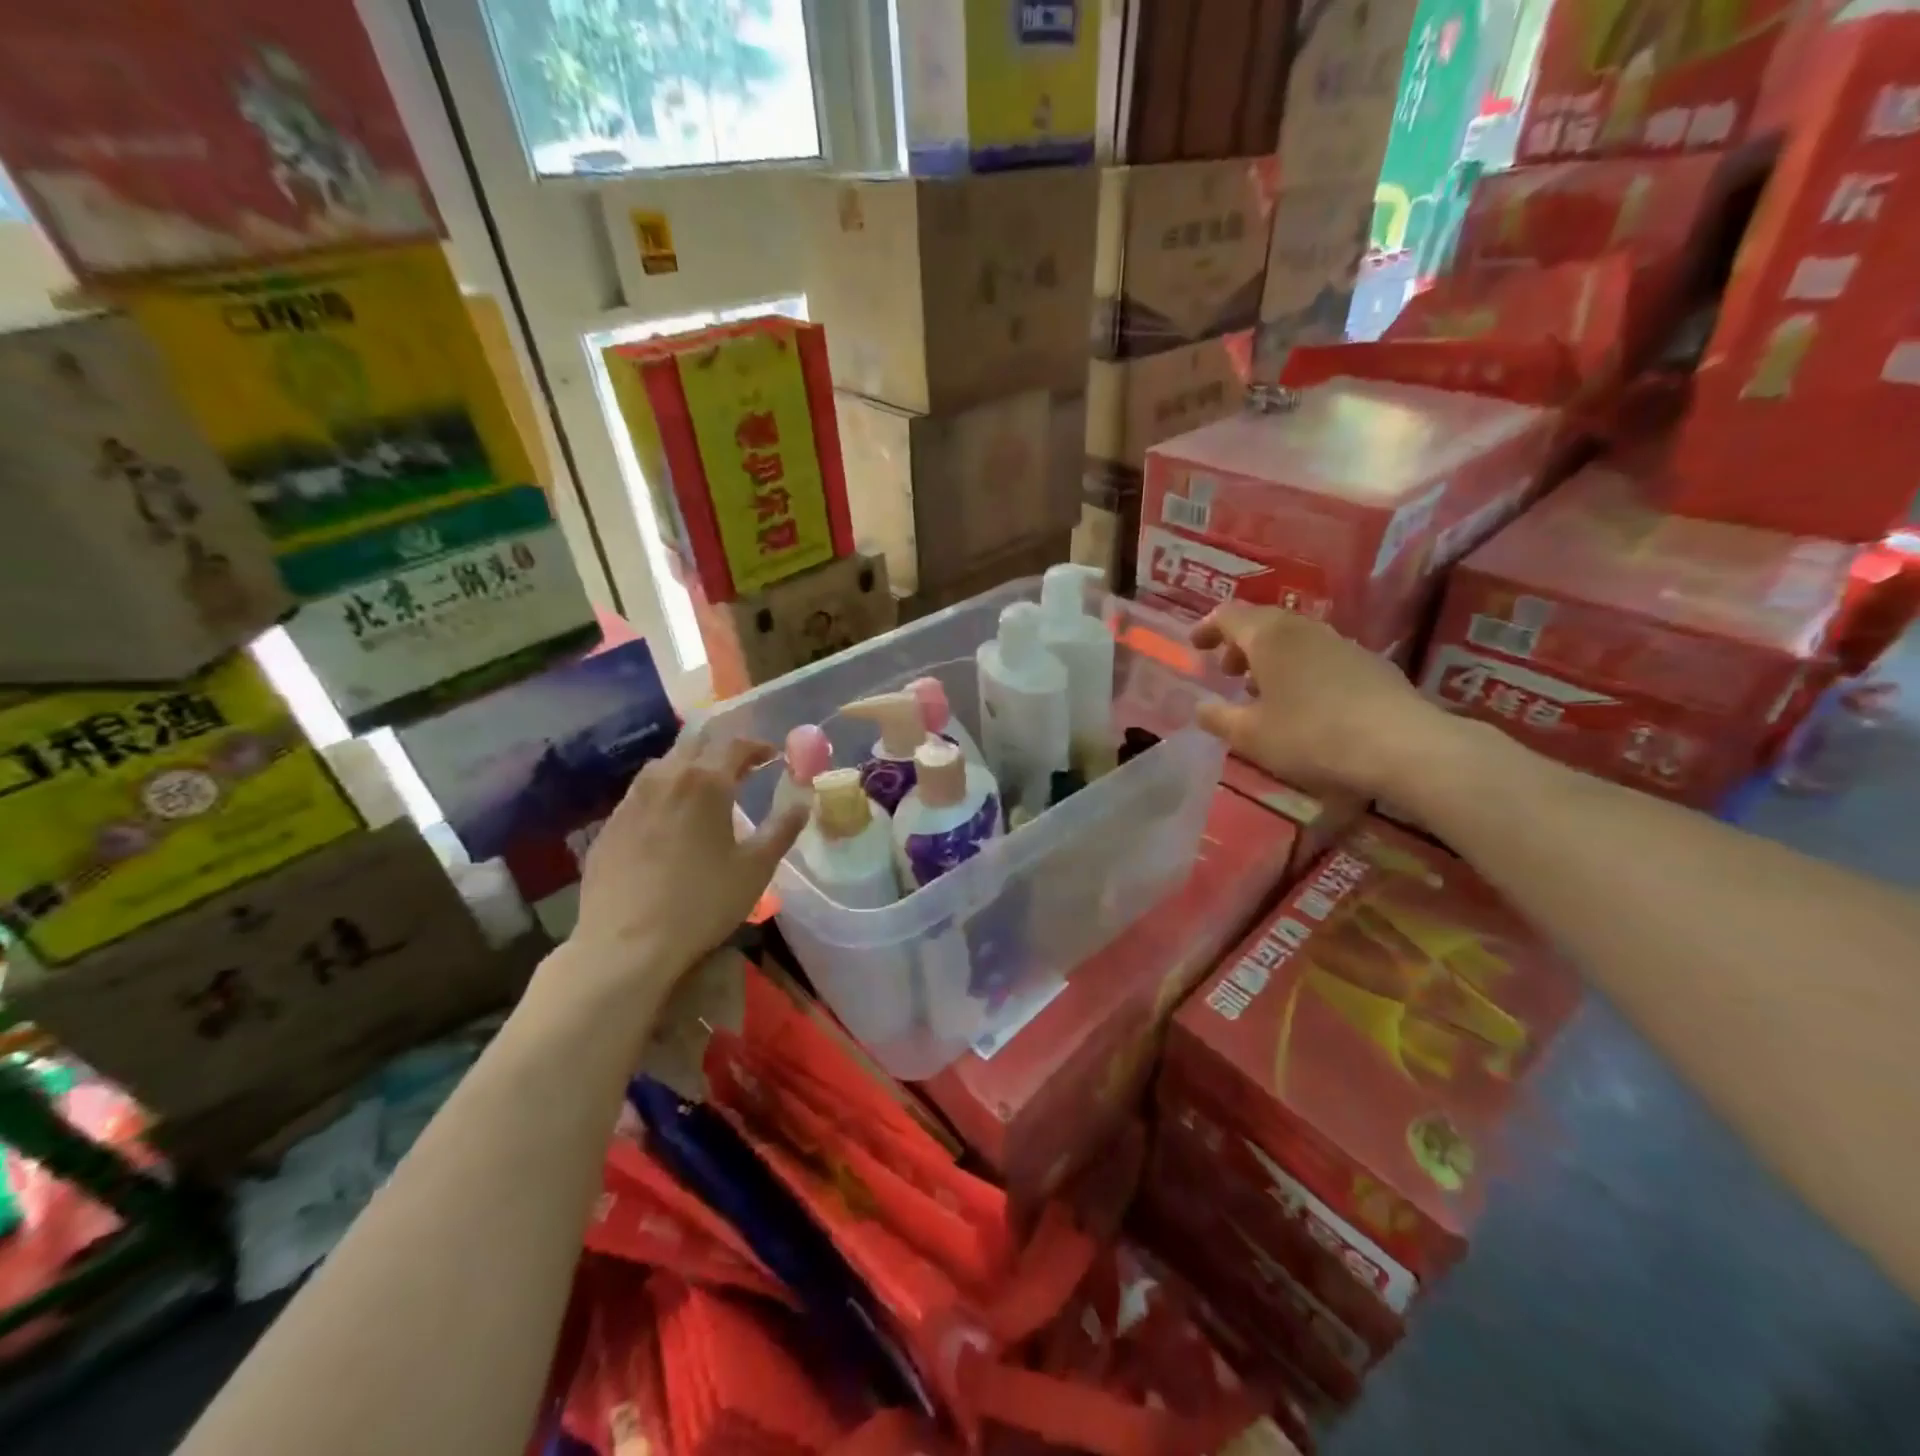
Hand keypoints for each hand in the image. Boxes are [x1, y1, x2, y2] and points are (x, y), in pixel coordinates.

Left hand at [568, 726, 807, 1001]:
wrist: (624, 944)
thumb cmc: (701, 902)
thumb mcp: (756, 868)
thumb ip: (782, 828)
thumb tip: (802, 801)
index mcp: (706, 782)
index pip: (735, 745)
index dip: (757, 746)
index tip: (772, 756)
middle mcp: (666, 777)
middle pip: (697, 744)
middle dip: (723, 750)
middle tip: (743, 768)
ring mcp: (632, 798)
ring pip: (665, 764)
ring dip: (692, 766)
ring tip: (707, 789)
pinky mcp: (610, 823)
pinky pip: (643, 791)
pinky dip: (666, 791)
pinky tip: (671, 819)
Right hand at [1191, 603, 1456, 800]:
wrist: (1401, 746)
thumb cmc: (1310, 736)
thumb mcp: (1250, 736)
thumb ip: (1219, 718)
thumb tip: (1201, 707)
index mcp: (1269, 636)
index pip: (1228, 615)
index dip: (1207, 628)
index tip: (1195, 647)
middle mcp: (1304, 629)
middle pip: (1263, 622)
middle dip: (1239, 644)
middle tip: (1228, 672)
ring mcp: (1341, 643)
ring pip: (1294, 639)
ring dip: (1271, 658)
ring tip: (1262, 692)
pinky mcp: (1369, 664)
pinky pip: (1320, 655)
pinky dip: (1299, 669)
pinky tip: (1303, 703)